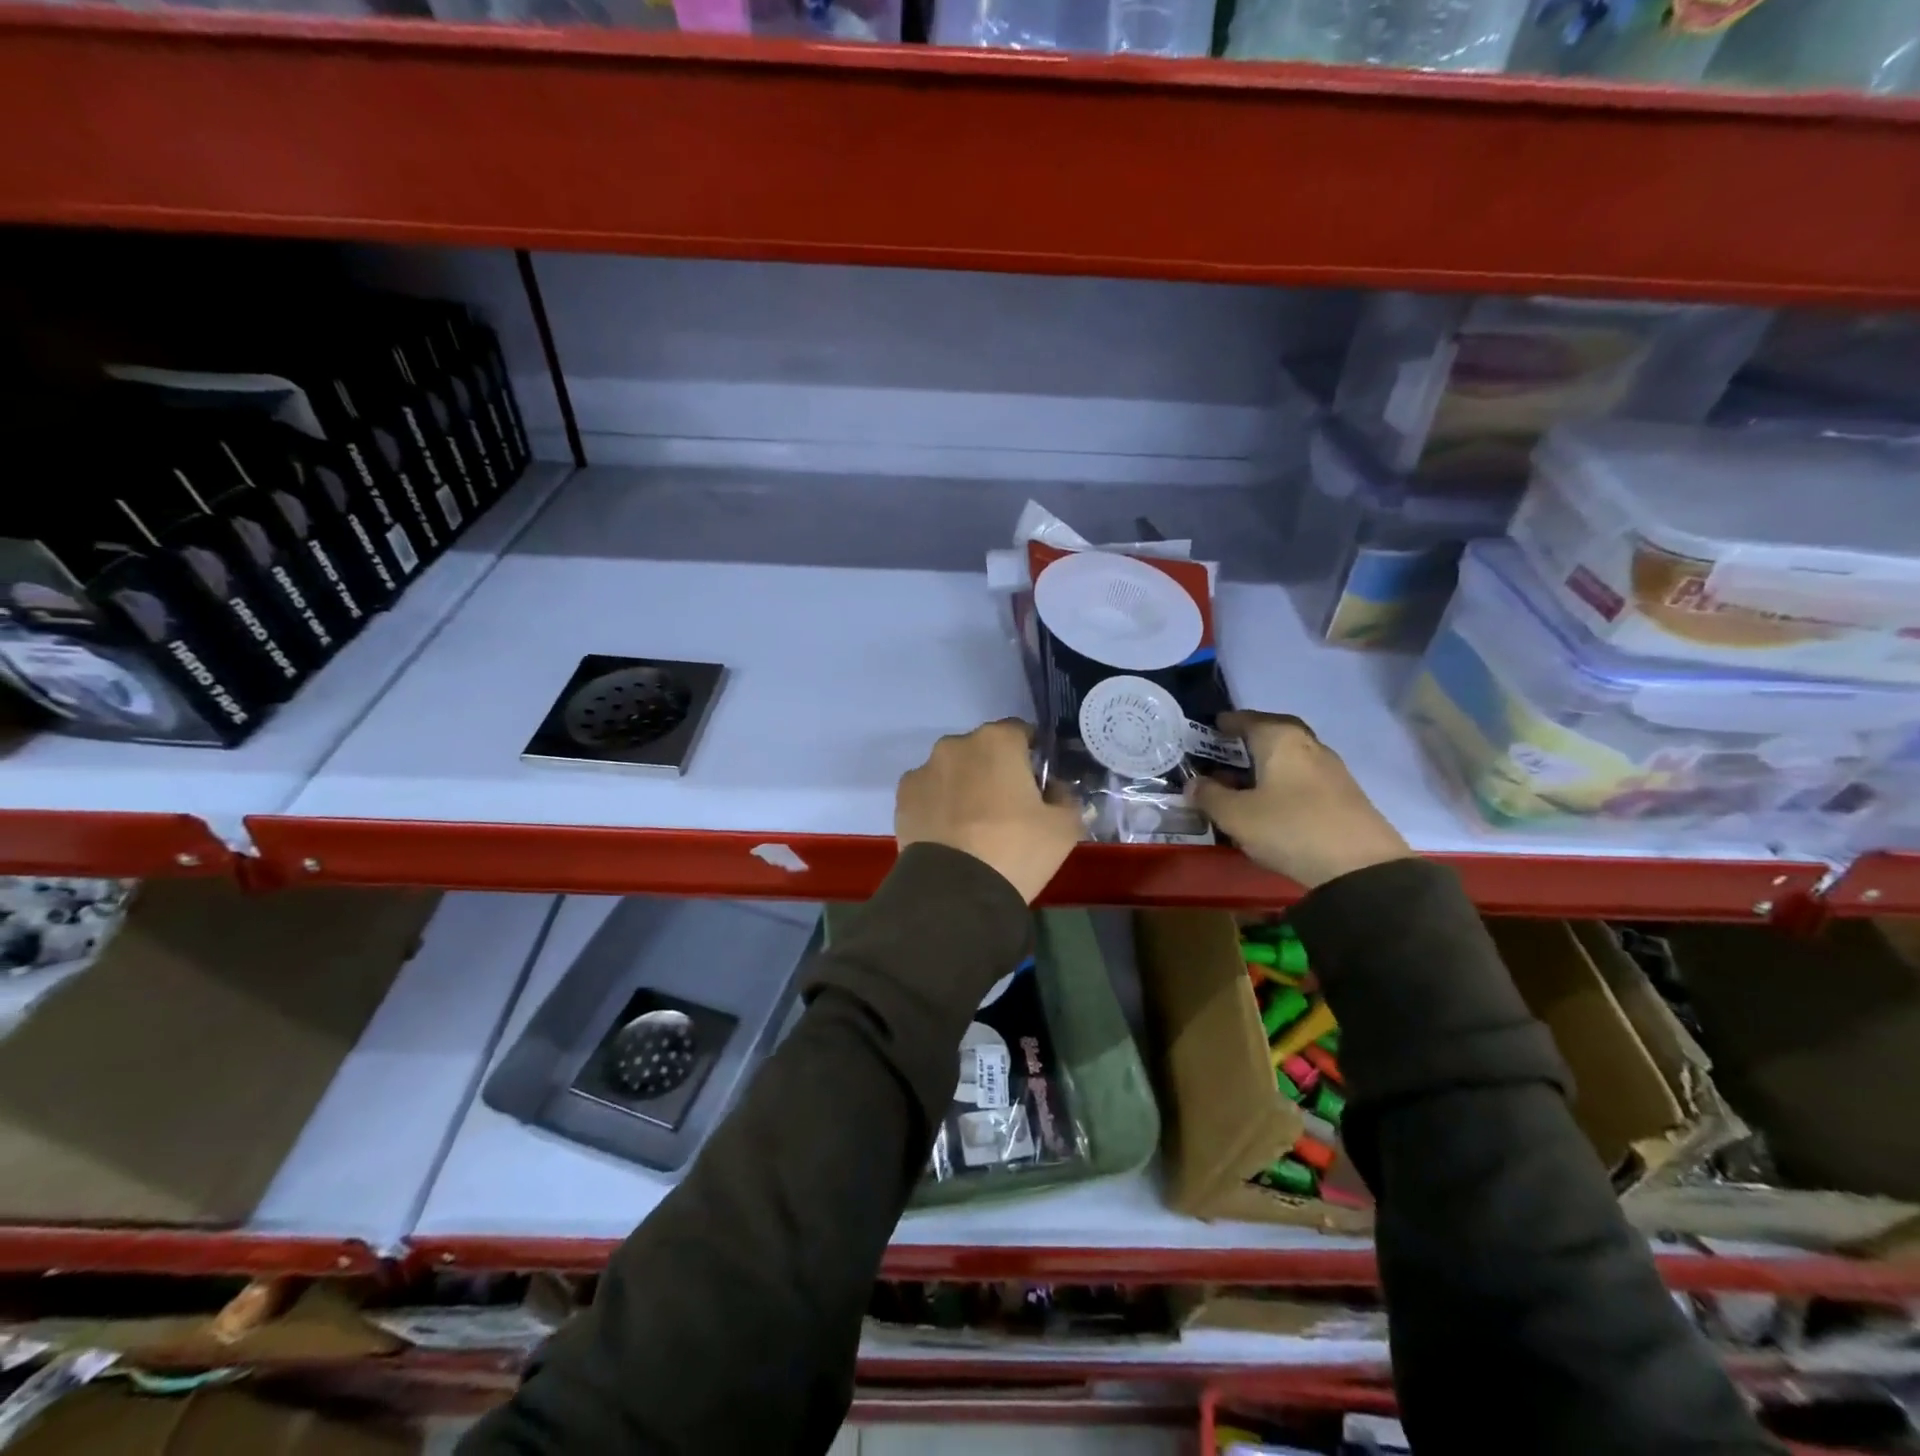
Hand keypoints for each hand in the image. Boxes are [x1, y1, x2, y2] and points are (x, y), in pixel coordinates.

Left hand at [896, 719, 1084, 902]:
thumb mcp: (1064, 827)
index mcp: (998, 740)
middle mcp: (956, 744)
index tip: (1037, 784)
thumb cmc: (1016, 850)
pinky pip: (929, 793)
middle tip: (1007, 809)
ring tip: (972, 826)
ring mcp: (924, 769)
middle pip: (983, 750)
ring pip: (953, 770)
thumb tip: (1054, 790)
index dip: (1032, 756)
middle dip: (995, 770)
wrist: (956, 892)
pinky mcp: (902, 796)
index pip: (1021, 733)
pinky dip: (938, 805)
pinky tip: (948, 834)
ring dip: (964, 786)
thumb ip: (1066, 797)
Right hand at [1189, 711, 1410, 889]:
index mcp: (1281, 740)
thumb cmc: (1289, 828)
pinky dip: (1284, 783)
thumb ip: (1209, 796)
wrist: (1361, 868)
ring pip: (1291, 758)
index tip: (1213, 726)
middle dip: (1251, 740)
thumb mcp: (1236, 815)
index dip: (1228, 723)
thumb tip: (1194, 783)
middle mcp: (1309, 746)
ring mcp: (1332, 771)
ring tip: (1244, 782)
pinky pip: (1304, 779)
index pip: (1249, 720)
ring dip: (1268, 765)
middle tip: (1229, 750)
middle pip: (1276, 734)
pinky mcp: (1345, 797)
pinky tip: (1272, 804)